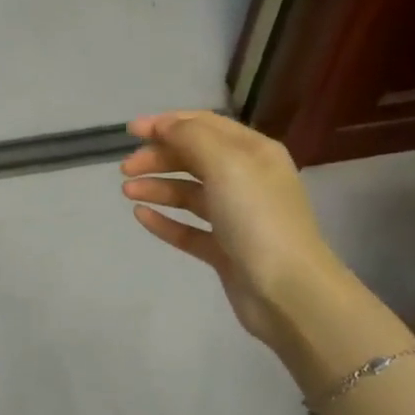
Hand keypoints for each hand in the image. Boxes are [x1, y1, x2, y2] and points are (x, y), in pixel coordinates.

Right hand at [121, 111, 346, 350]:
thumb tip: (163, 125)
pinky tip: (141, 217)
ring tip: (127, 192)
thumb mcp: (226, 164)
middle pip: (194, 158)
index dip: (166, 123)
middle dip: (158, 157)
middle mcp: (246, 179)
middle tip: (125, 169)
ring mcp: (236, 217)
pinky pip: (189, 229)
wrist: (288, 291)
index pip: (205, 125)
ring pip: (189, 193)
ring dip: (157, 187)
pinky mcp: (225, 250)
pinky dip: (165, 220)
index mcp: (253, 152)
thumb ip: (191, 137)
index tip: (130, 131)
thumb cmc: (257, 218)